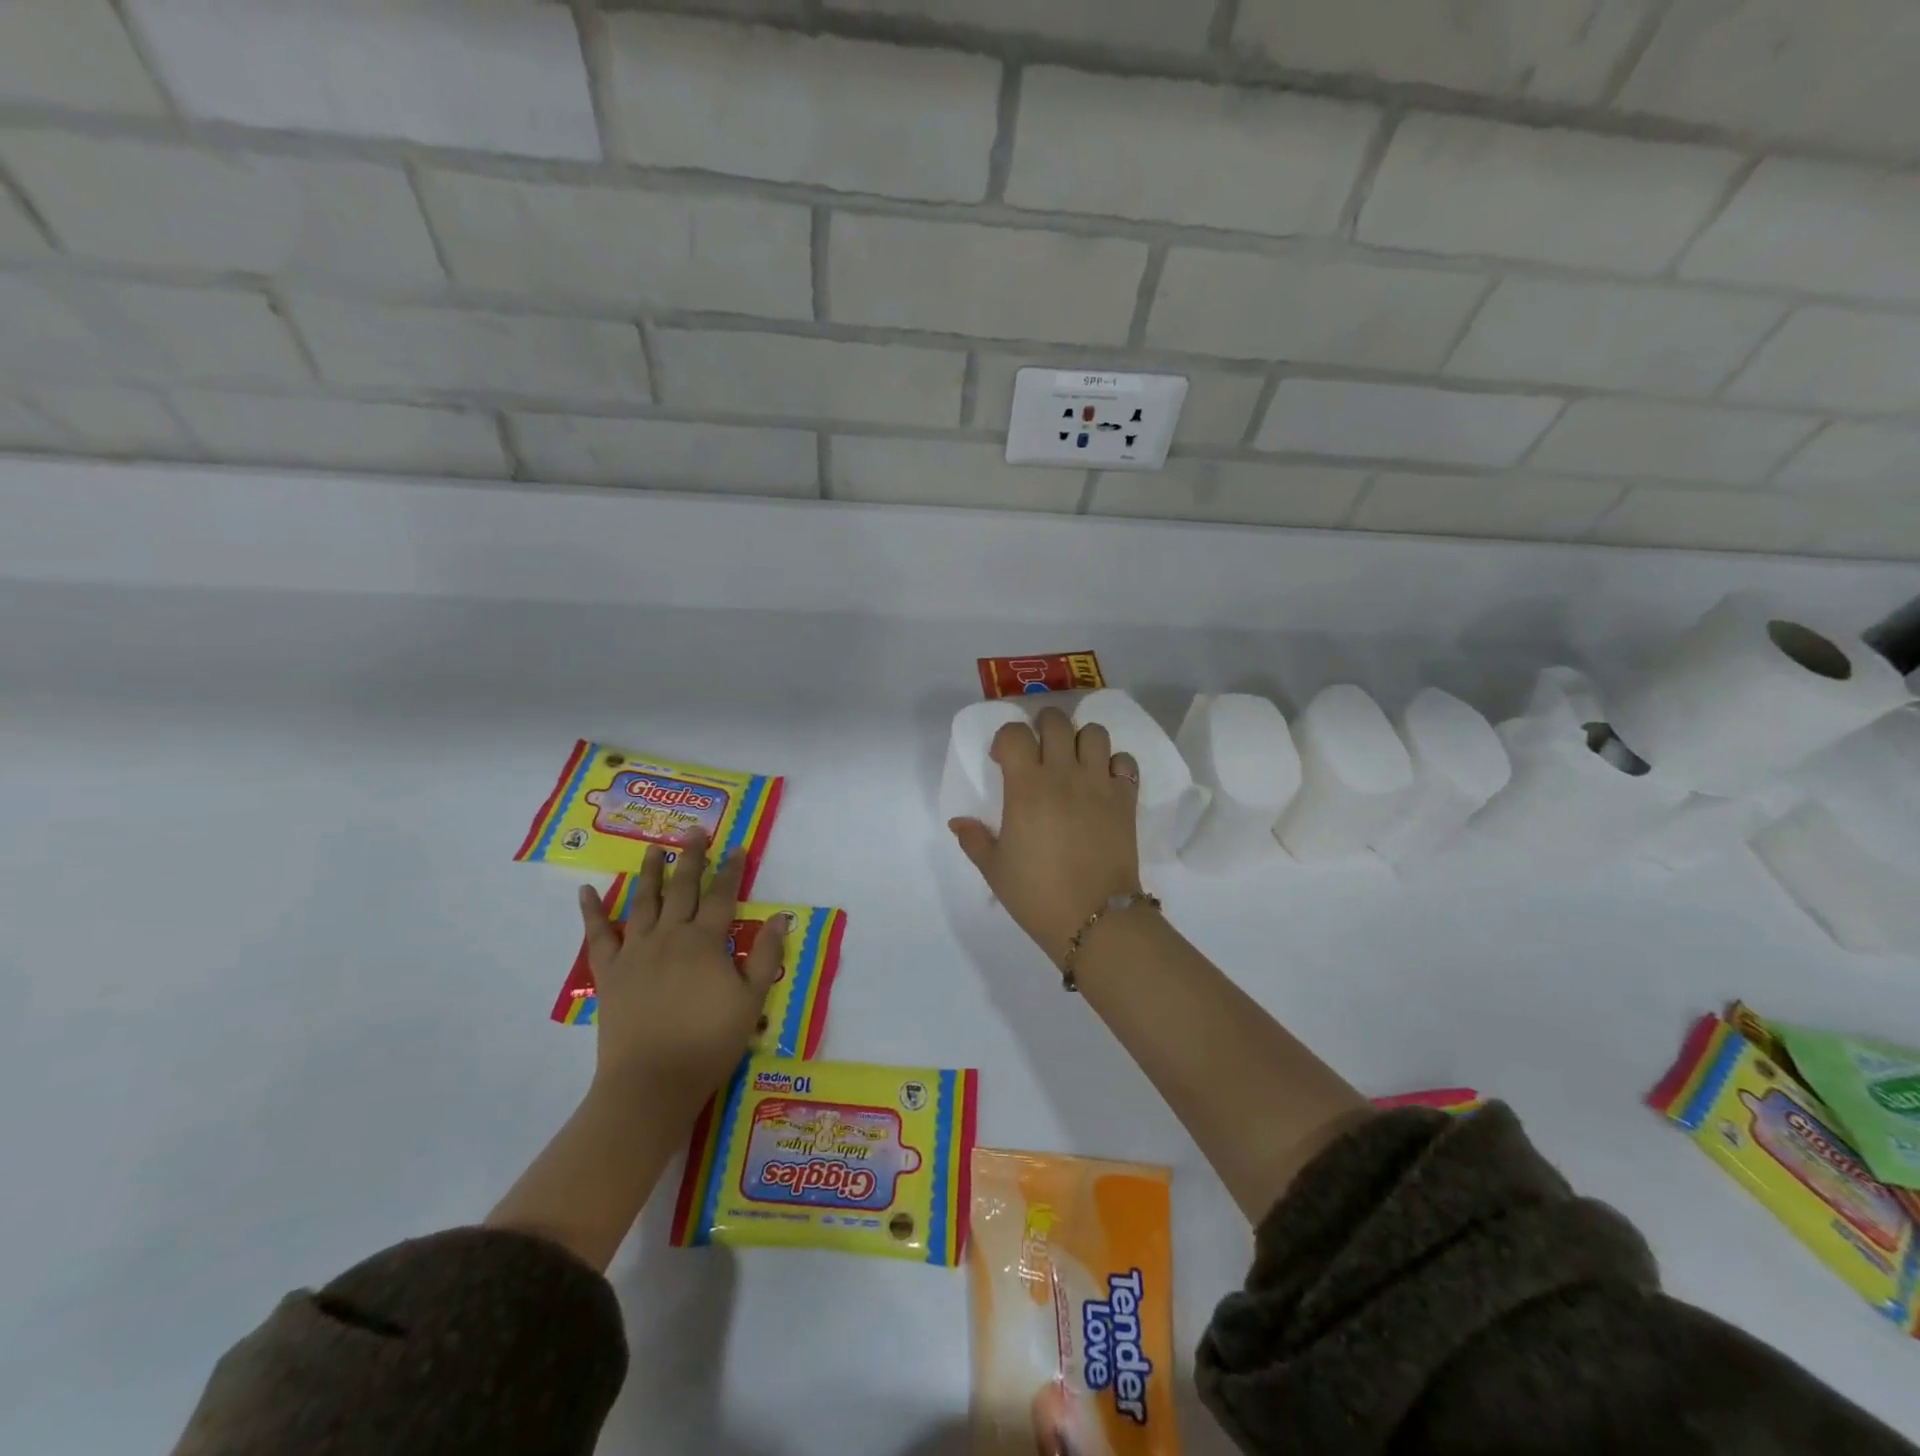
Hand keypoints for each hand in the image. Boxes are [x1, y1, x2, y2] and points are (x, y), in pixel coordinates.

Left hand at [576, 833, 783, 1107]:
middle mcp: (670, 936)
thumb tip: (780, 916)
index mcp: (705, 942)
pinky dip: (592, 912)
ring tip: (653, 850)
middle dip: (690, 858)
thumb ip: (766, 956)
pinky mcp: (610, 973)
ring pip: (643, 902)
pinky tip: (587, 891)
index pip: (723, 896)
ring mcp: (635, 952)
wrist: (651, 1082)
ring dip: (649, 873)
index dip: (732, 870)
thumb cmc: (709, 1043)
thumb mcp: (752, 1000)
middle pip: (682, 888)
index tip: (737, 847)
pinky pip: (598, 935)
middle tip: (694, 832)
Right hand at [949, 707, 1141, 963]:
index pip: (1015, 733)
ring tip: (1073, 762)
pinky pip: (1125, 761)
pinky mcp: (1126, 799)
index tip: (1003, 760)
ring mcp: (1099, 784)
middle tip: (1039, 752)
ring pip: (1094, 733)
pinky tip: (1103, 782)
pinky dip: (1115, 764)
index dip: (1006, 738)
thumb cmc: (1037, 894)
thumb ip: (974, 840)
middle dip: (1043, 727)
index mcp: (1026, 787)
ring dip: (1080, 740)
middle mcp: (1063, 774)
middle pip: (1056, 721)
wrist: (1094, 918)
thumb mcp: (994, 869)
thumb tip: (958, 822)